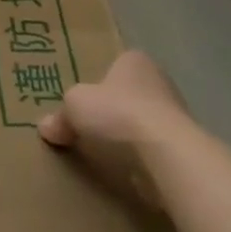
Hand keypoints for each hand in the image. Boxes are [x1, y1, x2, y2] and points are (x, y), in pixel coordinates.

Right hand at [38, 49, 189, 202]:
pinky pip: (155, 149)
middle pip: (129, 95)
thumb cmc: (117, 113)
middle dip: (114, 111)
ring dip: (129, 137)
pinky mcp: (184, 147)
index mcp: (134, 61)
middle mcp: (159, 81)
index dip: (99, 83)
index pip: (115, 66)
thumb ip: (60, 116)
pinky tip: (127, 170)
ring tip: (106, 154)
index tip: (85, 102)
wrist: (165, 153)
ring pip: (144, 123)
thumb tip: (46, 127)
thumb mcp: (74, 107)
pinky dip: (143, 159)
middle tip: (91, 128)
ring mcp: (177, 115)